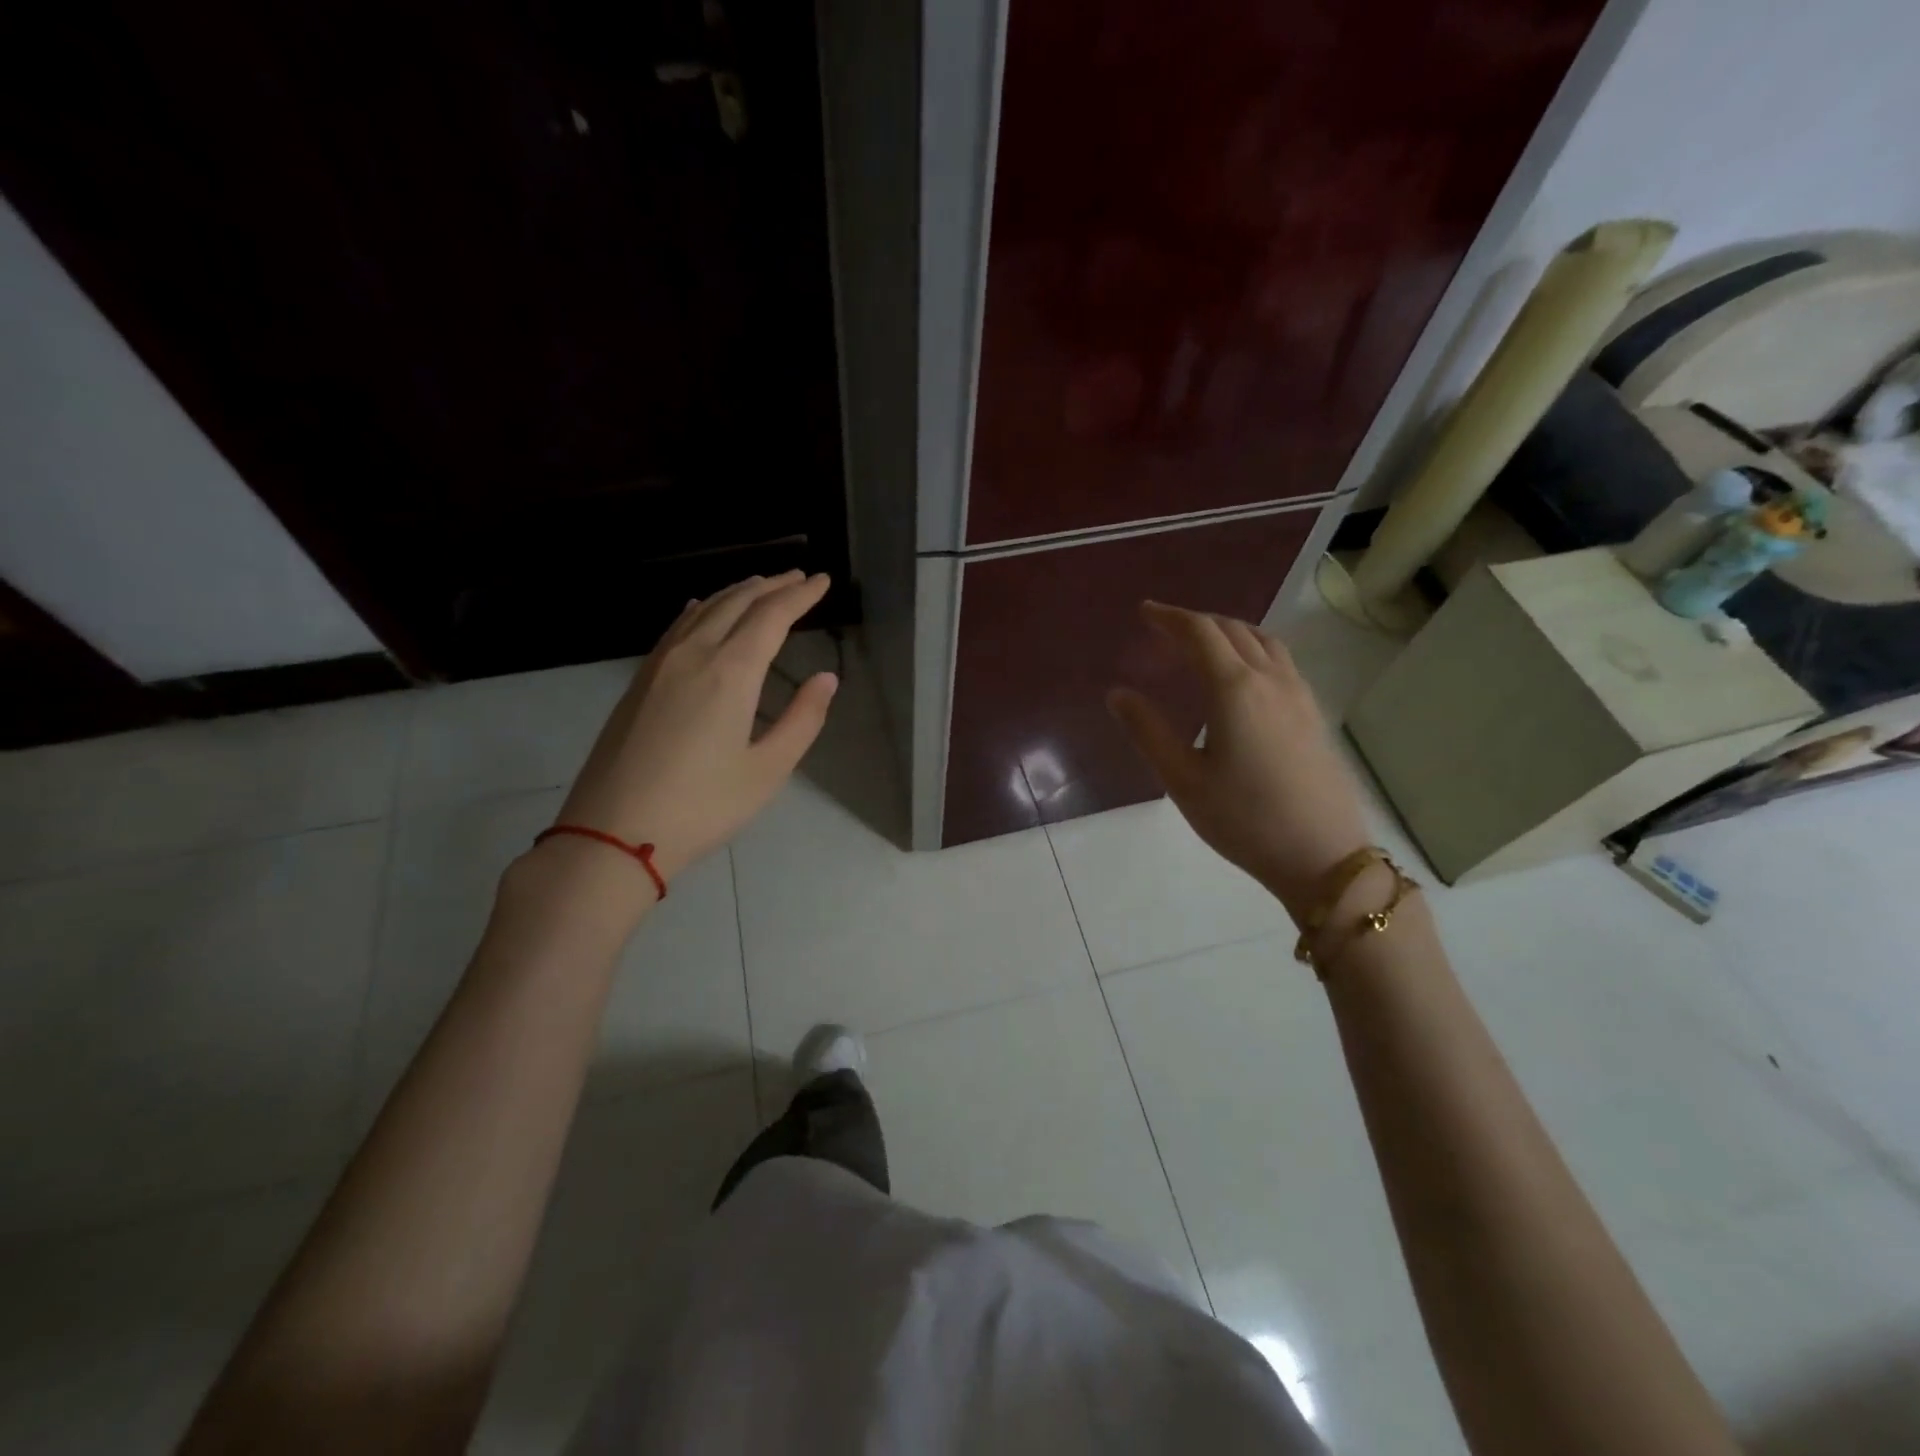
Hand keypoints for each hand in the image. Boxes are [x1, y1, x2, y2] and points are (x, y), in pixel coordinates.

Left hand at [552, 571, 836, 887]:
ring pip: (703, 610)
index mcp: (731, 673)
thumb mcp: (767, 770)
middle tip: (799, 578)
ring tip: (760, 585)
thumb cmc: (702, 806)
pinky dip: (700, 609)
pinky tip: (700, 608)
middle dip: (772, 586)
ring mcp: (660, 665)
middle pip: (737, 603)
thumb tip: (826, 679)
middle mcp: (694, 654)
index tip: (824, 581)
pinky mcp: (639, 682)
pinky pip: (676, 627)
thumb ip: (802, 720)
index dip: (801, 595)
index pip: (772, 616)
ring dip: (737, 593)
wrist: (613, 833)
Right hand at [1108, 601, 1370, 919]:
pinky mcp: (1314, 713)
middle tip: (1164, 629)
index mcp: (1235, 689)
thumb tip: (1117, 694)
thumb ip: (1148, 731)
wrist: (1323, 857)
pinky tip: (1242, 674)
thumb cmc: (1243, 819)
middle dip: (1195, 622)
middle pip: (1232, 630)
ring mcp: (1299, 694)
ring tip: (1202, 643)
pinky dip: (1252, 648)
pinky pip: (1280, 660)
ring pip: (1263, 640)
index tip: (1145, 612)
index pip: (1200, 633)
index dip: (1170, 617)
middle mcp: (1271, 679)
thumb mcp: (1183, 779)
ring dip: (1228, 631)